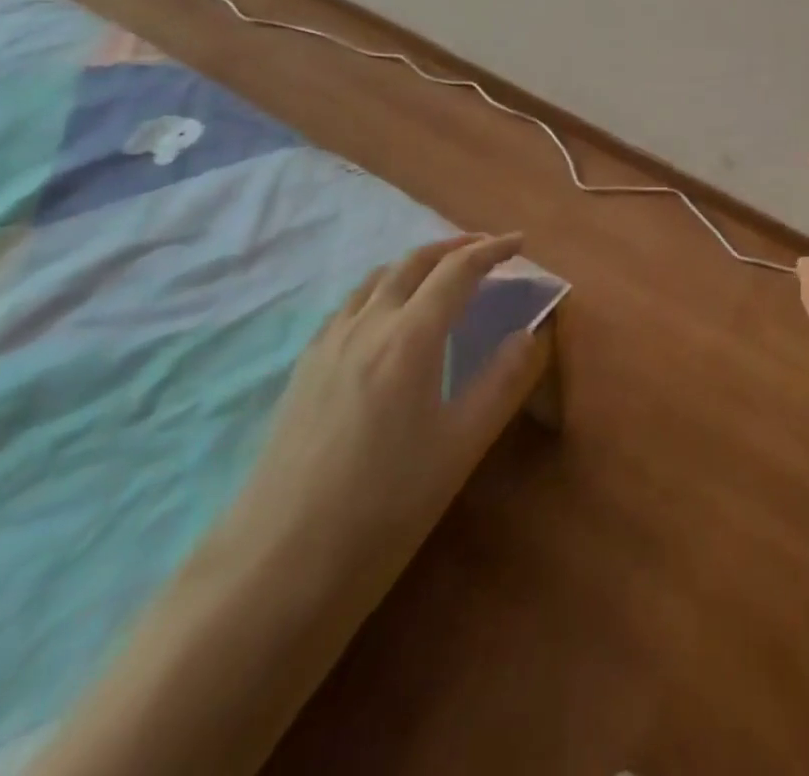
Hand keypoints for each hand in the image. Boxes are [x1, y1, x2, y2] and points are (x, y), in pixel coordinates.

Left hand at [215, 233, 544, 593]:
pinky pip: (349, 305)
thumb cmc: (385, 506)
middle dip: (454, 246)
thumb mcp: (462, 446)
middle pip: (413, 262)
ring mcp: (327, 345)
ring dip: (416, 264)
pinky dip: (382, 289)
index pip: (457, 271)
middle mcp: (367, 325)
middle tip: (486, 250)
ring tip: (441, 274)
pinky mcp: (302, 371)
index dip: (492, 250)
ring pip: (376, 279)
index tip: (520, 242)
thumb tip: (529, 333)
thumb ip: (502, 380)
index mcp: (410, 337)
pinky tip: (386, 318)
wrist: (278, 567)